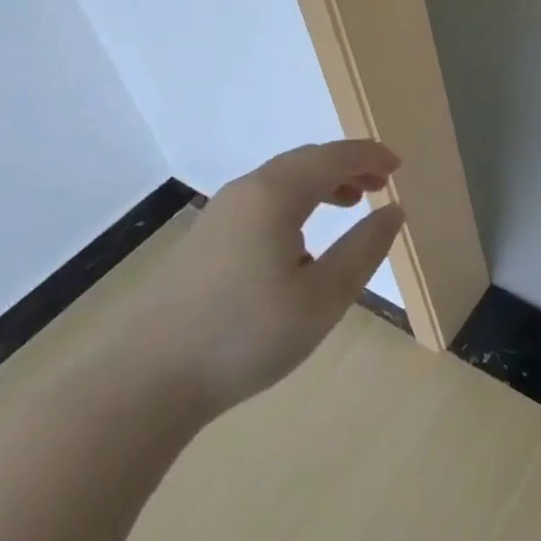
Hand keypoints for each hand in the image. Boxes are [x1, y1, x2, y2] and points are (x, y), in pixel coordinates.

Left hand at [111, 140, 404, 418]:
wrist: (142, 383)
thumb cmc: (245, 336)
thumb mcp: (322, 298)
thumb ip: (363, 250)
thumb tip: (393, 212)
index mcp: (276, 194)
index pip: (334, 157)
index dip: (370, 156)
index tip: (399, 167)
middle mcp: (246, 191)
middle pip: (306, 161)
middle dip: (347, 166)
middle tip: (380, 184)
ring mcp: (219, 215)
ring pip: (281, 181)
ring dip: (321, 184)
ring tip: (350, 204)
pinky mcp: (203, 241)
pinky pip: (262, 201)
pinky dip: (295, 202)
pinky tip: (301, 241)